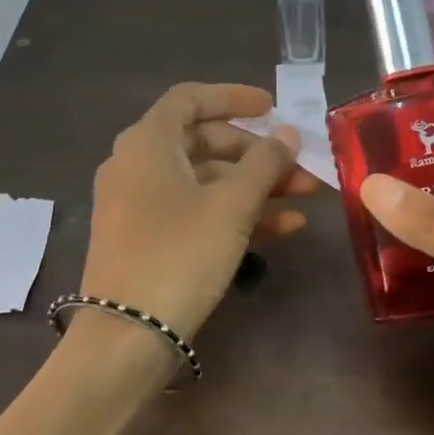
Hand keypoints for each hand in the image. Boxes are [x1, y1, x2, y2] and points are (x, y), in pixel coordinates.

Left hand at [81, 82, 318, 341]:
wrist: (127, 336)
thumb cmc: (179, 254)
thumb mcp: (231, 206)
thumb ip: (264, 163)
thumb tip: (287, 134)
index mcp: (147, 143)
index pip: (190, 99)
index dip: (233, 98)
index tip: (273, 108)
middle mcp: (137, 166)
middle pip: (204, 142)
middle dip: (257, 154)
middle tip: (300, 167)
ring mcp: (140, 205)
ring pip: (206, 181)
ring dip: (255, 187)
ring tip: (306, 198)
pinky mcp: (148, 240)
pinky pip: (196, 212)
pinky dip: (235, 214)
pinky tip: (284, 228)